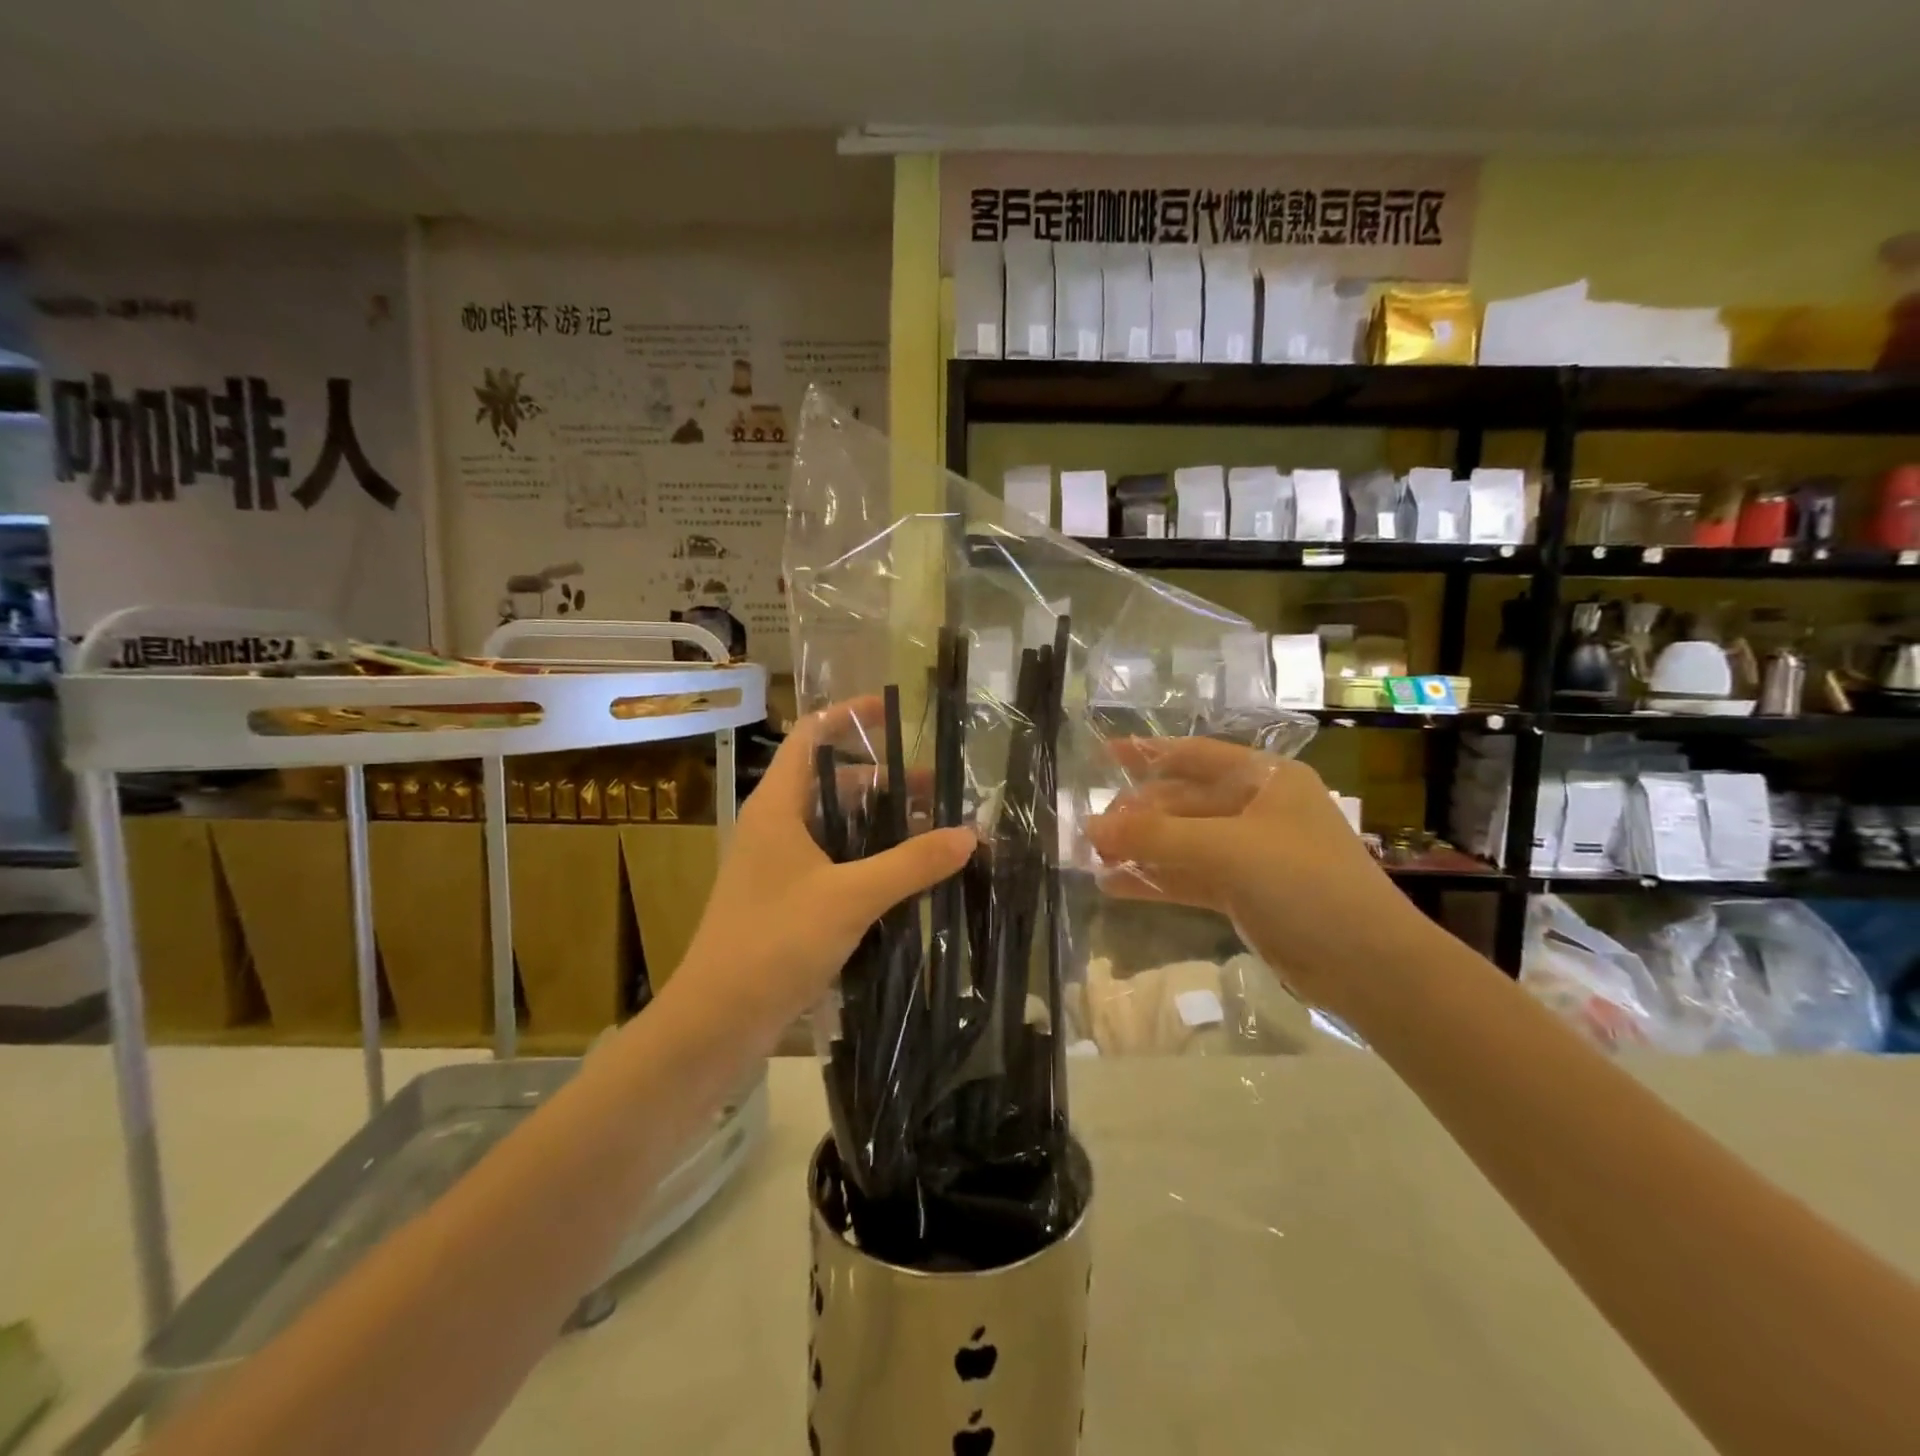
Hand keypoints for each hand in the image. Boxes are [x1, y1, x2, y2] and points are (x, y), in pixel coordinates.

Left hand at [667, 700, 974, 1043]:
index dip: (850, 715)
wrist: (717, 1021)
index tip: (896, 711)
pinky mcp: (789, 900)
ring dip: (883, 826)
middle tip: (942, 794)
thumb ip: (911, 864)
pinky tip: (909, 877)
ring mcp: (781, 865)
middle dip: (888, 783)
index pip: (812, 735)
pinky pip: (837, 864)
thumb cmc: (774, 942)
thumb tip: (969, 835)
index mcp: (779, 805)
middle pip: (836, 783)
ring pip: (839, 827)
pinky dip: (871, 861)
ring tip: (936, 835)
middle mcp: (778, 825)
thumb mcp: (850, 897)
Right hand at [1085, 738, 1427, 1017]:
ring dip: (1141, 849)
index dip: (1147, 753)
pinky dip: (1156, 880)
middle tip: (1091, 832)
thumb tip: (1090, 826)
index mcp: (1265, 780)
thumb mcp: (1227, 849)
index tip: (1103, 755)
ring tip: (1092, 858)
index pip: (1195, 756)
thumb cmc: (1304, 883)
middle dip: (1137, 815)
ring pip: (1182, 843)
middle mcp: (1257, 810)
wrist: (1368, 965)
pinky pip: (1189, 878)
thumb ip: (1156, 836)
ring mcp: (1250, 854)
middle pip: (1182, 803)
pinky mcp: (1244, 894)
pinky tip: (1114, 885)